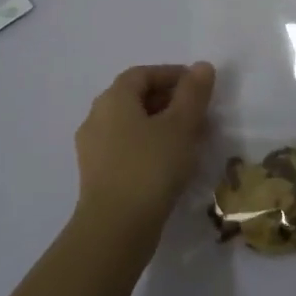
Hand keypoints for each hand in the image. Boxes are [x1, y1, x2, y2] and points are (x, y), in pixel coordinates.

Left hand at [75, 62, 215, 234]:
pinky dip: (149, 147)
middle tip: (199, 114)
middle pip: (135, 98)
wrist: (115, 230)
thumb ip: (193, 94)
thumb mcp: (181, 126)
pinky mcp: (97, 176)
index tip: (199, 86)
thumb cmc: (150, 168)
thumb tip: (202, 66)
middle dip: (169, 101)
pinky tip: (171, 164)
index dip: (172, 75)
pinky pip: (126, 149)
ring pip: (132, 126)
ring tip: (191, 141)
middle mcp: (97, 118)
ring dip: (161, 126)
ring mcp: (93, 149)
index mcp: (113, 99)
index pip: (142, 74)